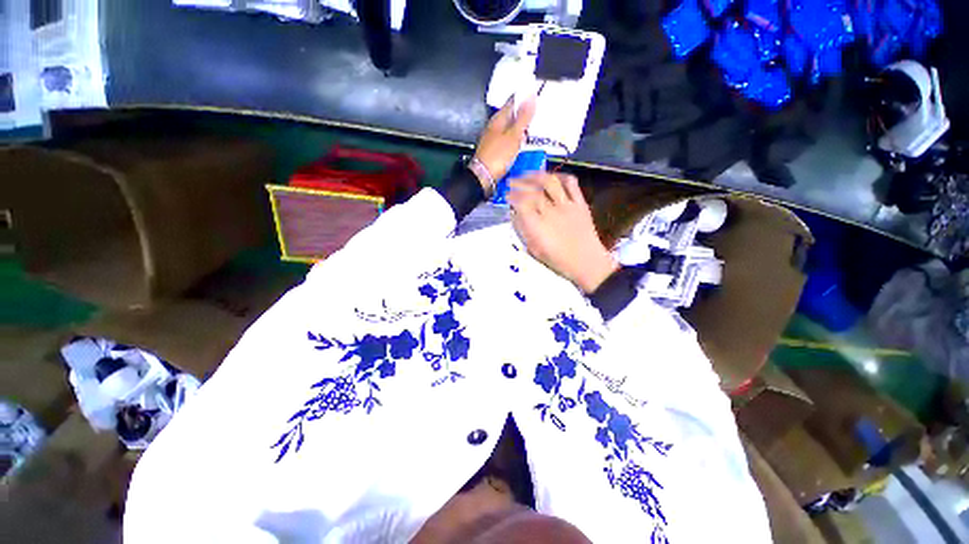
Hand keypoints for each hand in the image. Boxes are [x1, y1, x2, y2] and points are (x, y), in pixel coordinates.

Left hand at [472, 96, 536, 187]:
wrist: (483, 177)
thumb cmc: (498, 156)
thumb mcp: (513, 136)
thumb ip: (523, 118)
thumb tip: (531, 96)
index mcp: (498, 119)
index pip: (512, 102)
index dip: (524, 97)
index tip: (536, 93)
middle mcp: (494, 127)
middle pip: (511, 116)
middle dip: (523, 113)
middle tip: (538, 110)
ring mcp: (494, 140)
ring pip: (510, 128)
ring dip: (521, 127)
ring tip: (533, 127)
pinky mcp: (495, 151)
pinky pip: (509, 141)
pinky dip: (517, 140)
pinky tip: (522, 144)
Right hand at [509, 173, 618, 293]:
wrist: (586, 262)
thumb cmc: (558, 260)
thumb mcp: (534, 249)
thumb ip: (523, 230)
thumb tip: (515, 214)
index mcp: (538, 226)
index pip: (520, 203)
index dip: (511, 196)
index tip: (506, 195)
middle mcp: (551, 212)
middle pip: (532, 190)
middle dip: (519, 183)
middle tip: (512, 182)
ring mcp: (567, 206)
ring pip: (550, 182)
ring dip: (536, 176)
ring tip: (528, 175)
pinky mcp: (580, 203)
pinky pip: (571, 183)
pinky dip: (560, 176)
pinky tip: (552, 177)